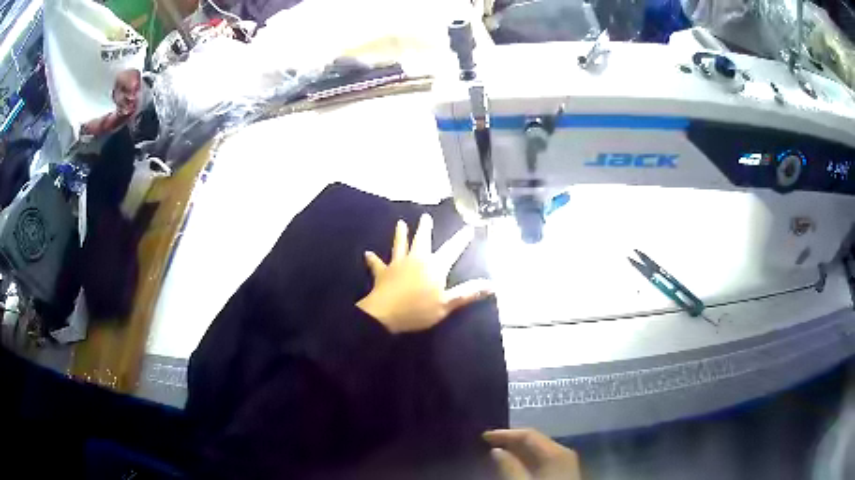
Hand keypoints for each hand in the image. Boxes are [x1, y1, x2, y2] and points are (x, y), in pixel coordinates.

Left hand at [356, 214, 491, 333]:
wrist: (385, 314)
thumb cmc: (419, 310)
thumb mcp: (447, 304)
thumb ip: (468, 293)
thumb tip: (491, 285)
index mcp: (435, 267)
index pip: (452, 250)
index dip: (461, 239)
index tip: (468, 228)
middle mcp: (417, 259)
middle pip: (422, 240)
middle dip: (425, 228)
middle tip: (425, 217)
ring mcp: (398, 264)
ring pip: (400, 245)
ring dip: (400, 234)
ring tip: (400, 223)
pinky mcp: (383, 272)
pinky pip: (377, 264)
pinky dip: (373, 259)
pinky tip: (367, 254)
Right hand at [484, 429, 581, 479]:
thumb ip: (509, 467)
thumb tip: (496, 451)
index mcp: (556, 452)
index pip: (528, 435)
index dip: (504, 434)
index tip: (483, 436)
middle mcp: (563, 453)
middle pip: (534, 441)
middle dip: (511, 441)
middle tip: (488, 443)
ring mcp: (564, 463)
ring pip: (538, 451)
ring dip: (517, 451)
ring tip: (497, 453)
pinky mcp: (563, 473)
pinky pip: (542, 460)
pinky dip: (526, 460)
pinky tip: (514, 465)